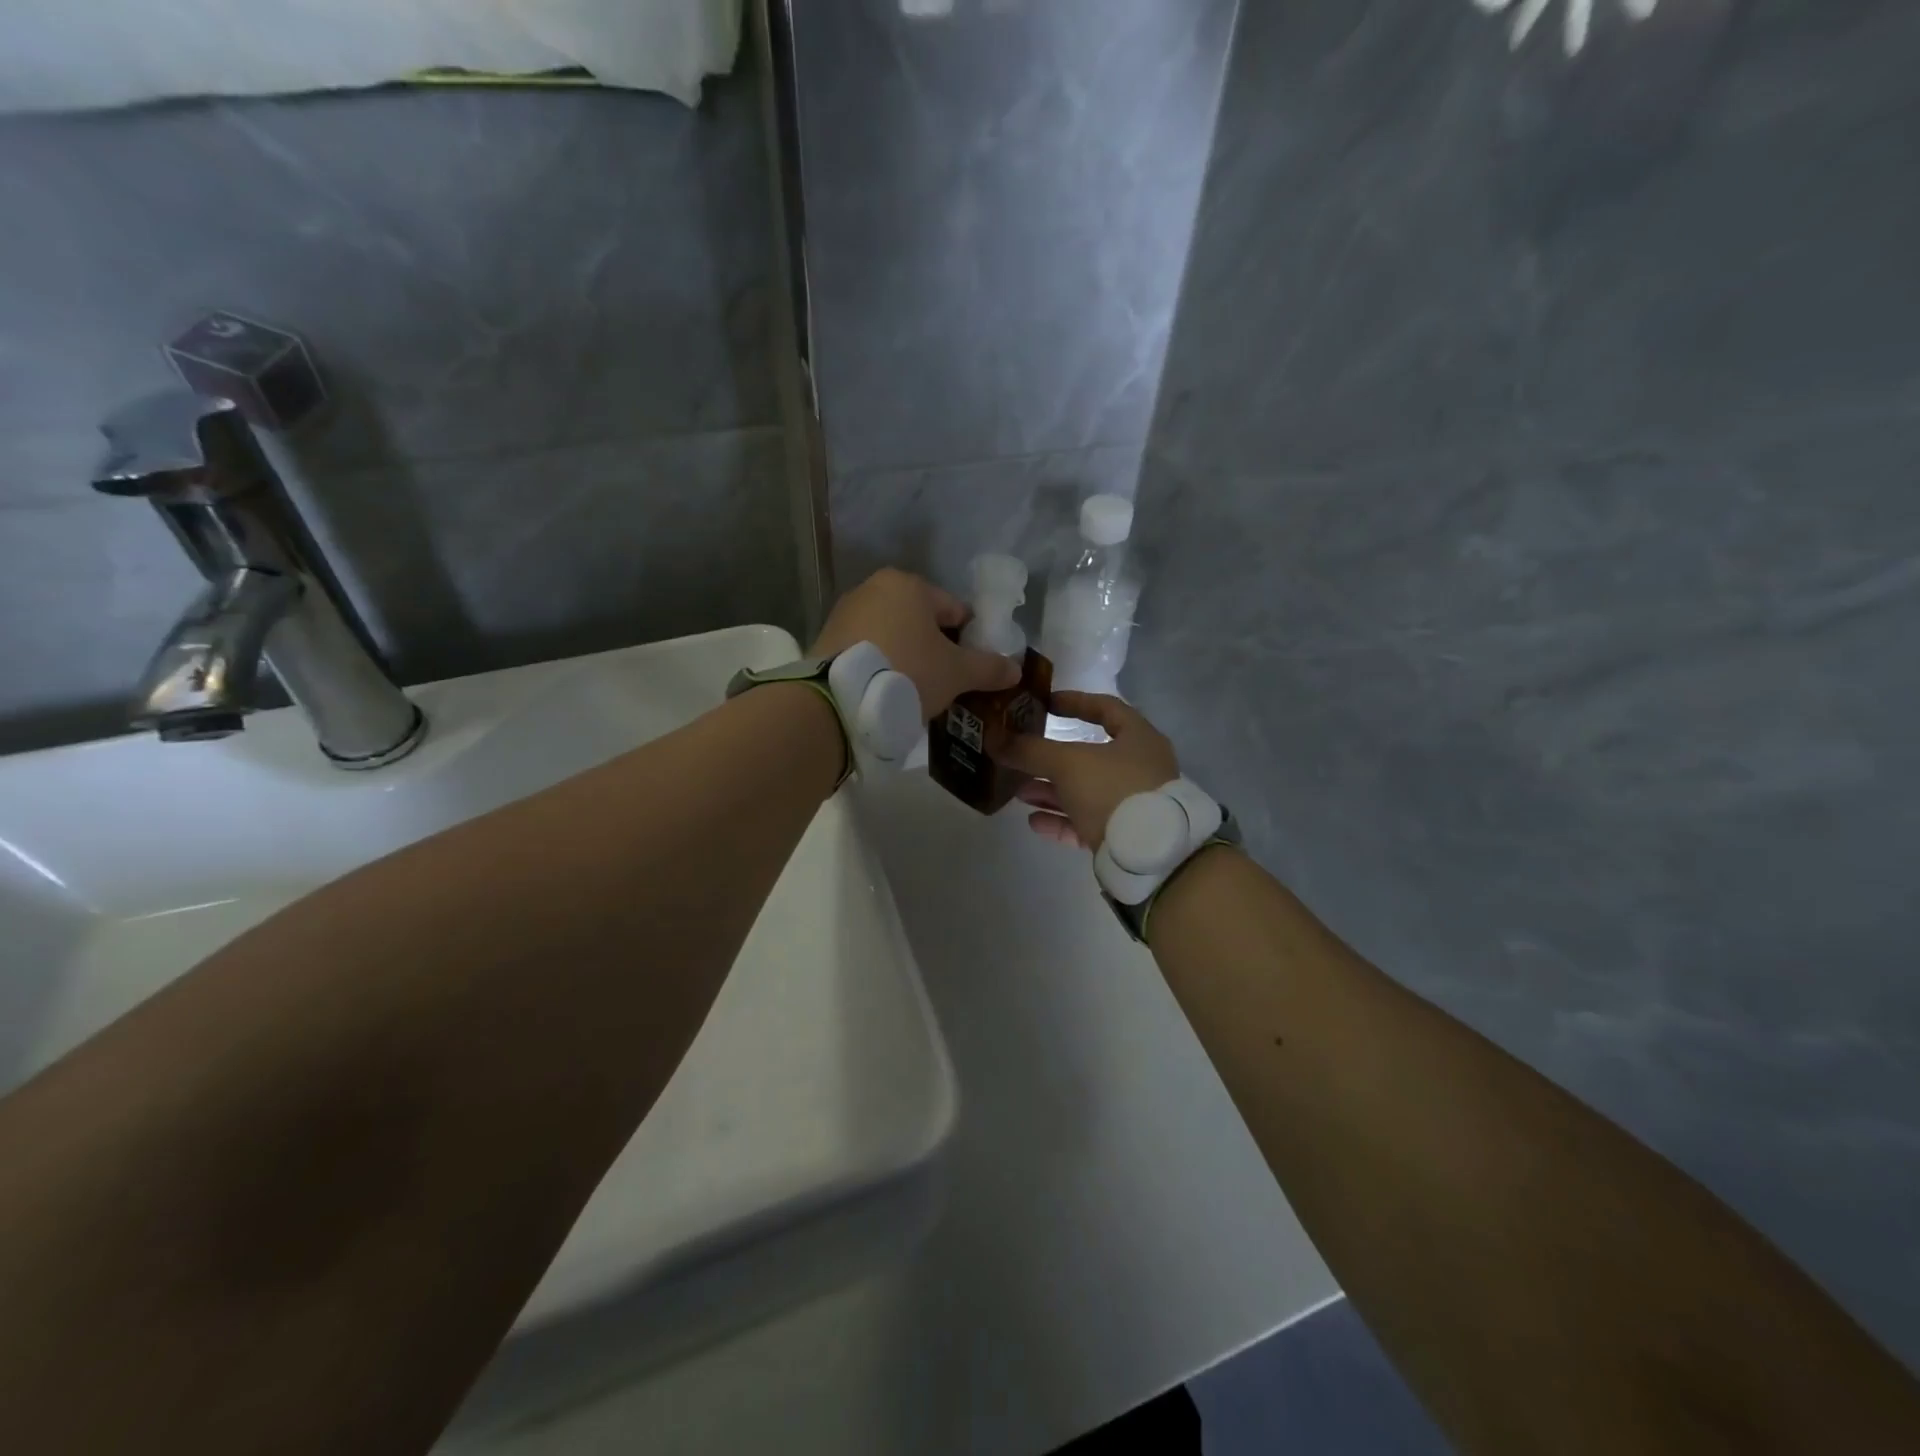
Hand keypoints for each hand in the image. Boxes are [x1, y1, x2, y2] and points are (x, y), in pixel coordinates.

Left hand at [811, 568, 1020, 719]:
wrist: (840, 701)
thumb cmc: (908, 672)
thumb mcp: (957, 673)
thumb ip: (989, 667)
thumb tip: (1015, 669)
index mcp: (909, 584)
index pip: (954, 609)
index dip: (969, 639)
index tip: (972, 668)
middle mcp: (873, 588)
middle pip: (920, 621)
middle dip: (935, 649)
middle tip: (946, 682)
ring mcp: (845, 613)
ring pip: (892, 635)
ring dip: (907, 657)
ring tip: (916, 691)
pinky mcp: (826, 639)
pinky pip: (867, 650)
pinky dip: (881, 665)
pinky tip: (887, 691)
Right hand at [995, 692, 1179, 849]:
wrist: (1148, 855)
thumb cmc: (1113, 789)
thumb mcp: (1067, 763)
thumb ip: (1030, 750)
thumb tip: (994, 739)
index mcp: (1138, 738)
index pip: (1106, 708)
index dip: (1075, 702)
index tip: (1045, 704)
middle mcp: (1140, 768)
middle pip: (1090, 756)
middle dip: (1051, 759)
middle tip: (1022, 756)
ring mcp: (1133, 804)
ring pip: (1085, 791)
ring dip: (1051, 791)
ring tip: (1019, 793)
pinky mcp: (1124, 836)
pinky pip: (1088, 822)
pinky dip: (1061, 819)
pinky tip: (1034, 821)